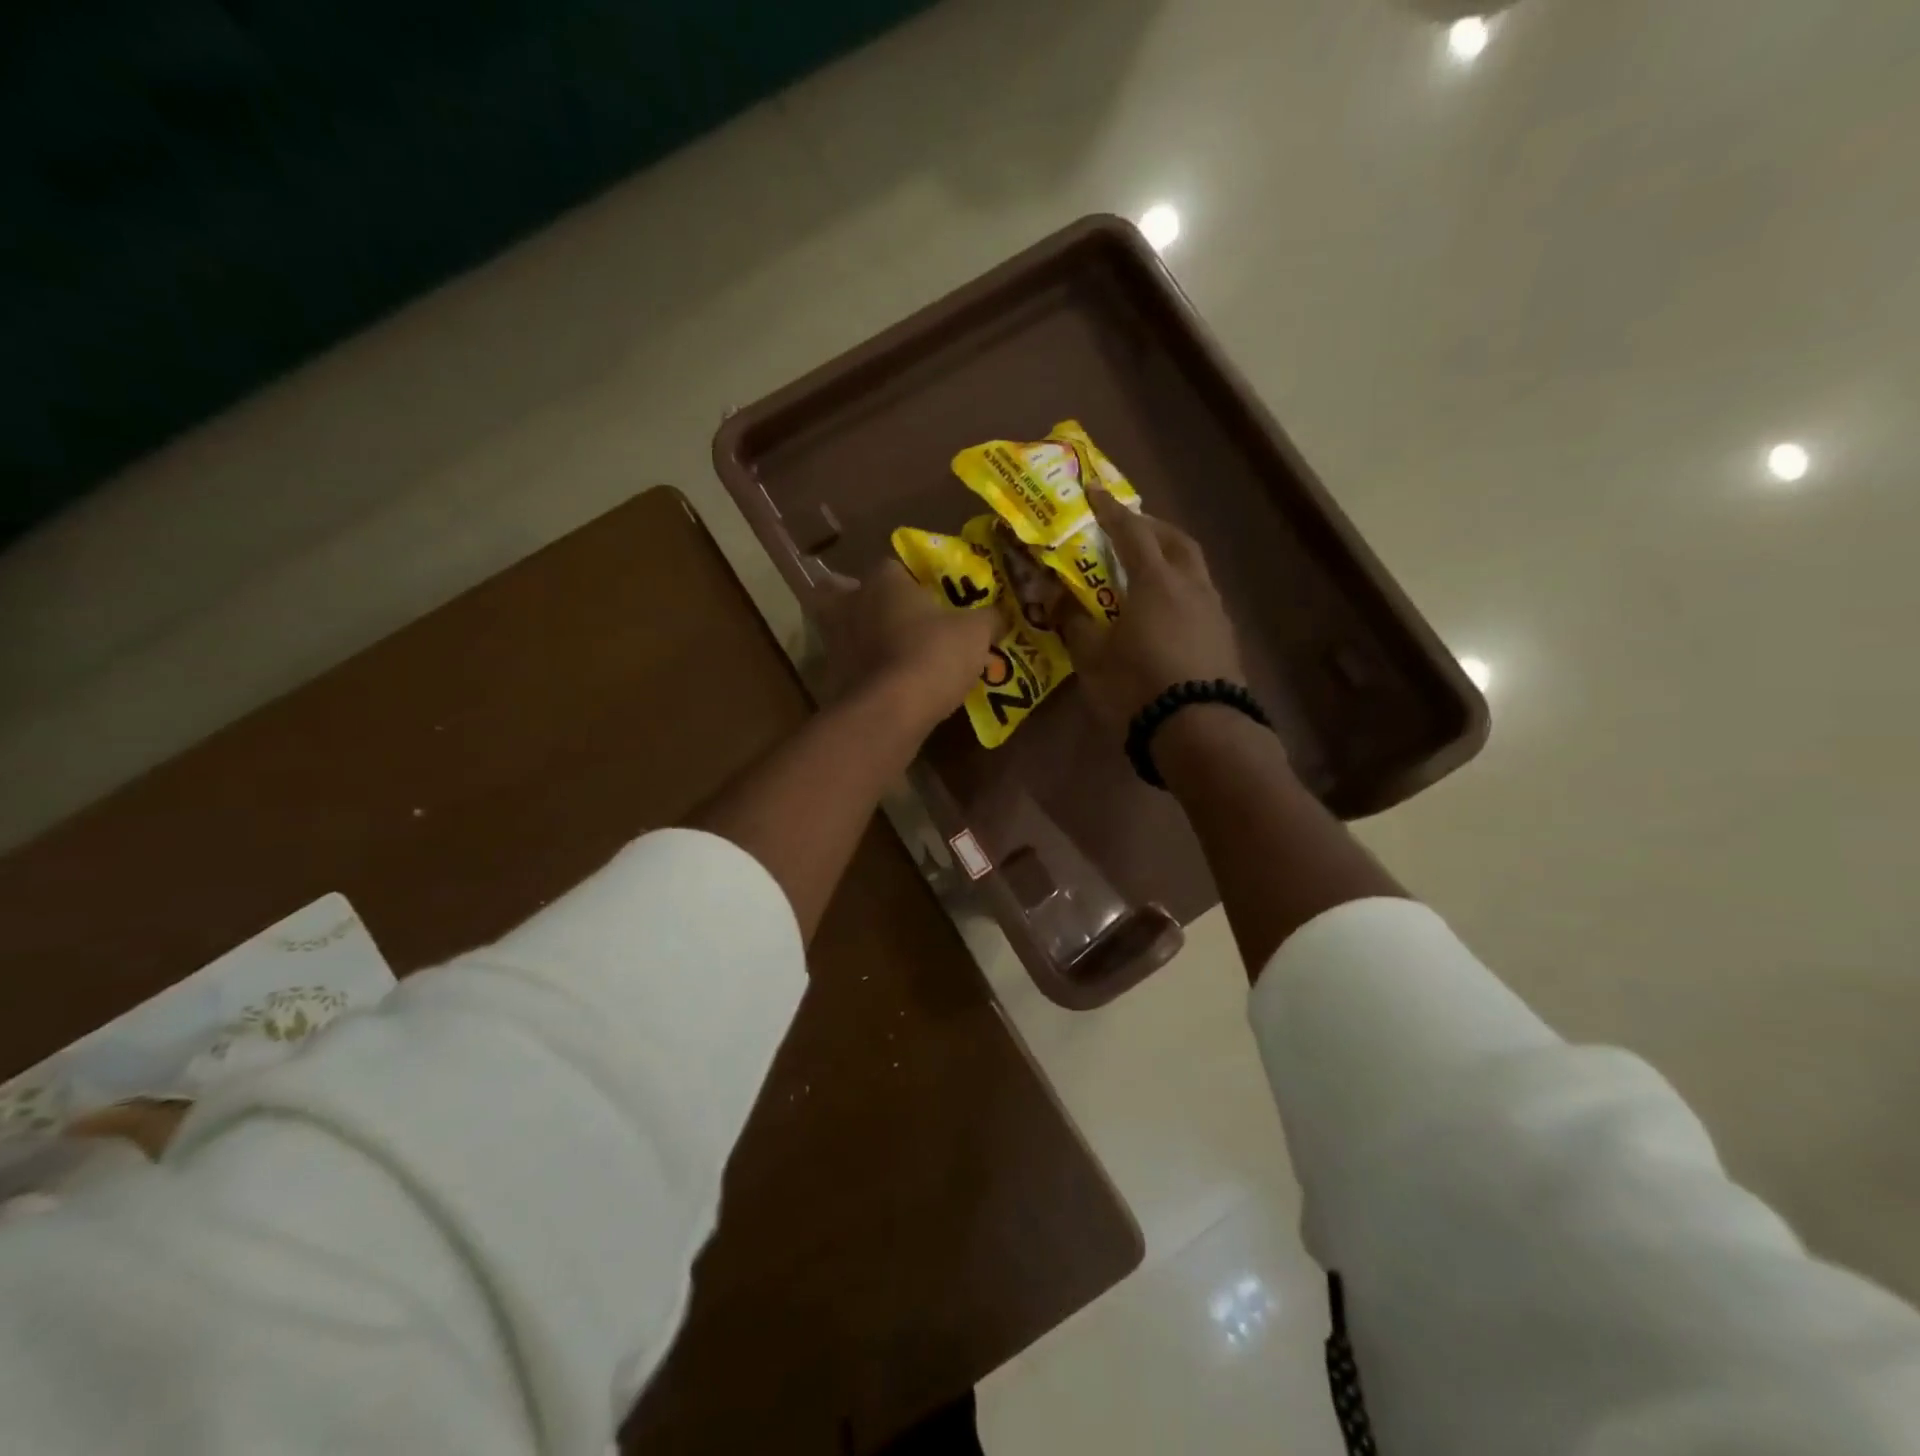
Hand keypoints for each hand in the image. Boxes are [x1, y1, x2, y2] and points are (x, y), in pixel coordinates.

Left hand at [818, 559, 997, 732]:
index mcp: (884, 580)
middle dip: (864, 601)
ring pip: (842, 629)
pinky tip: (883, 684)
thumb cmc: (933, 655)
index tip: (930, 599)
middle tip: (891, 618)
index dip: (912, 581)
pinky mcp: (830, 677)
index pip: (894, 567)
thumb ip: (988, 618)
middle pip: (847, 592)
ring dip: (858, 637)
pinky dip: (859, 671)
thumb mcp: (976, 633)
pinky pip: (845, 665)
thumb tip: (1000, 615)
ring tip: (888, 653)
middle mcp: (851, 603)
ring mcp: (834, 641)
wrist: (888, 713)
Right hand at [1053, 489, 1245, 728]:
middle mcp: (1190, 586)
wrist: (1200, 731)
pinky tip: (1166, 608)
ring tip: (1146, 567)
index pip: (1131, 532)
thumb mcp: (1093, 658)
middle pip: (1174, 540)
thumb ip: (1074, 622)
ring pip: (1193, 567)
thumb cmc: (1138, 688)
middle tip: (1127, 527)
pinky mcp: (1224, 636)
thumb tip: (1054, 598)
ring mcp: (1213, 611)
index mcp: (1155, 582)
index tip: (1094, 491)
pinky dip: (1180, 587)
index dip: (1110, 510)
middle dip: (1150, 526)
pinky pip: (1200, 595)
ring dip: (1170, 555)